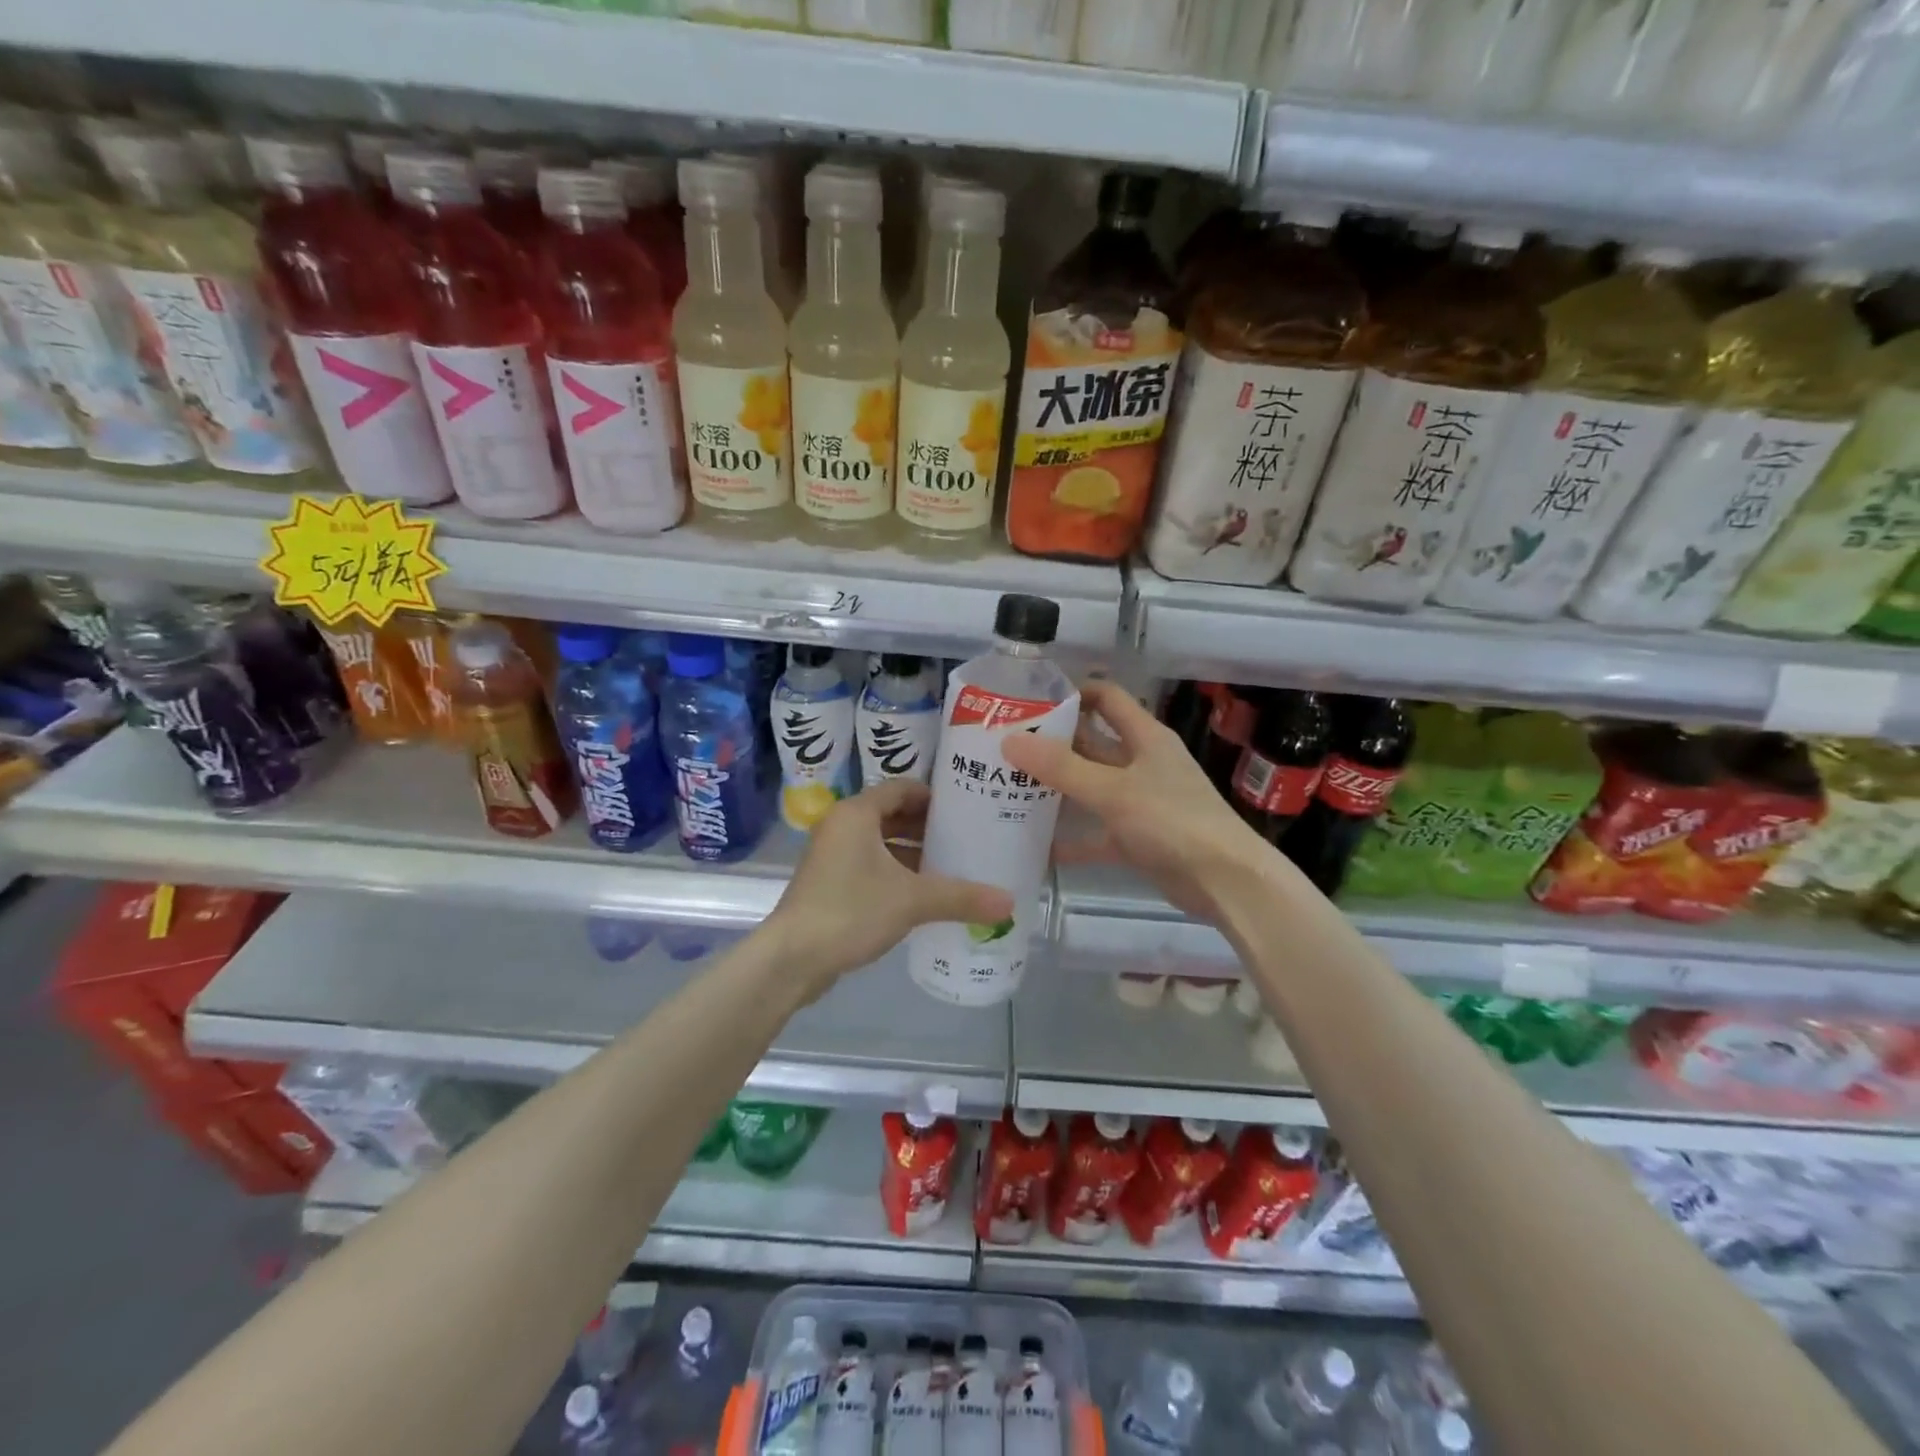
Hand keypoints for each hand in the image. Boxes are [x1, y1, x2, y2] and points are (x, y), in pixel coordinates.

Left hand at [762, 778, 1012, 998]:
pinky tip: (924, 894)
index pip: (902, 788)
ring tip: (953, 866)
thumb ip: (961, 897)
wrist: (791, 959)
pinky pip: (871, 866)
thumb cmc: (849, 911)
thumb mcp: (912, 900)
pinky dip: (897, 873)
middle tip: (967, 838)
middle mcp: (842, 826)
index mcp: (857, 814)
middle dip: (929, 827)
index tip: (967, 810)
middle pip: (893, 815)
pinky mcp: (830, 883)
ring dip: (914, 853)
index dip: (935, 796)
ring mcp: (833, 856)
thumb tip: (1009, 903)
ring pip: (882, 843)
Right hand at [1002, 680, 1274, 924]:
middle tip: (1005, 746)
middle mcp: (1142, 763)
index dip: (1072, 693)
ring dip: (1057, 788)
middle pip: (1092, 743)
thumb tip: (1010, 741)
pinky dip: (1072, 838)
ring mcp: (1140, 801)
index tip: (1030, 701)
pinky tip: (1037, 844)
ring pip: (1091, 787)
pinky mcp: (1137, 838)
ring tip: (1010, 788)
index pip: (1106, 698)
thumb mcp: (1113, 791)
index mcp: (1145, 737)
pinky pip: (1096, 832)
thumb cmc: (1173, 821)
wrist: (1225, 882)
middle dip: (1053, 744)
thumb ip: (1062, 768)